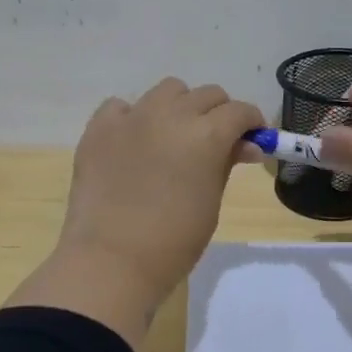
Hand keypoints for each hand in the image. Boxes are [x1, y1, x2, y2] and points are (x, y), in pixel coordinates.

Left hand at [9, 78, 263, 345]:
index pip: (240, 111)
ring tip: (173, 137)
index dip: (251, 124)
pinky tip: (134, 143)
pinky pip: (122, 106)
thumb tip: (247, 146)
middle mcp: (171, 114)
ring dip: (179, 107)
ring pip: (168, 90)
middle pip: (207, 95)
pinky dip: (134, 117)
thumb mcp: (211, 201)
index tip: (252, 140)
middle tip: (215, 142)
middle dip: (219, 114)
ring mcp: (132, 117)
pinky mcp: (99, 128)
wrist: (112, 260)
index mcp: (206, 134)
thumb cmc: (174, 241)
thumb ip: (227, 164)